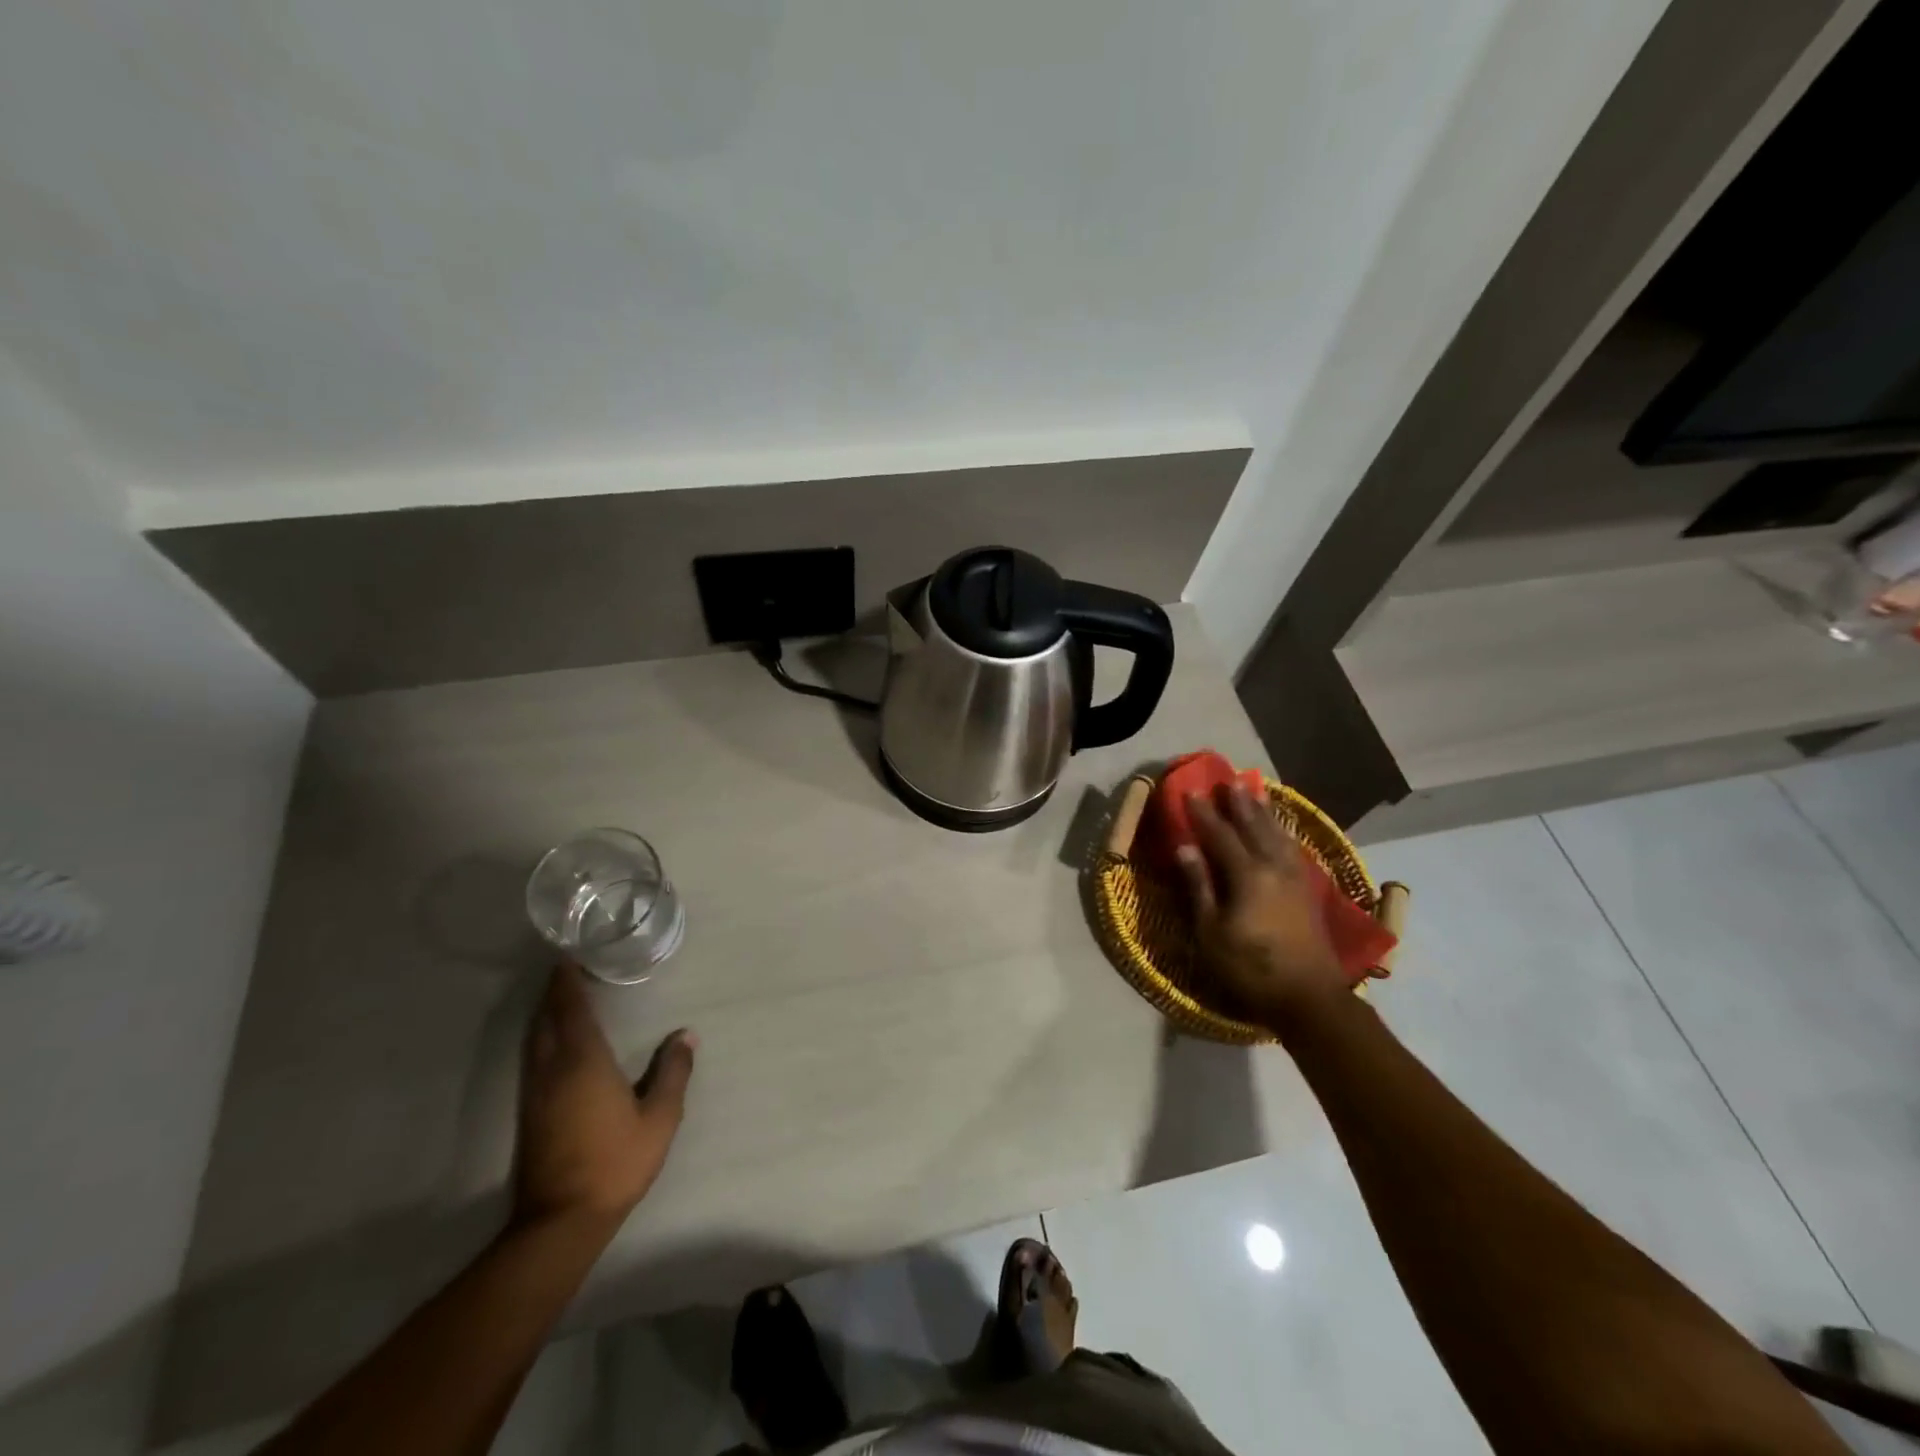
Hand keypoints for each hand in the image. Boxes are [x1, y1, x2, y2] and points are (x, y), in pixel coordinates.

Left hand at [514, 965, 696, 1233]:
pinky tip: (554, 1043)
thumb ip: (672, 1072)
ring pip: (535, 1040)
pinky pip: (533, 1058)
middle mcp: (553, 1069)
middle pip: (546, 1019)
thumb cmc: (615, 1162)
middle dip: (555, 993)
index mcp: (583, 1062)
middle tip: (568, 970)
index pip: (571, 1010)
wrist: (561, 1221)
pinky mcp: (529, 1113)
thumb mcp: (660, 1117)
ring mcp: (536, 1092)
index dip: (568, 983)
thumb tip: (686, 1035)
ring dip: (546, 1015)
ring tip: (562, 999)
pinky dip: (542, 1037)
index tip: (568, 958)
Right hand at [1176, 783, 1346, 1030]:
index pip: (1220, 835)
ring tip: (1256, 791)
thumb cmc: (1250, 968)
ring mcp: (1295, 878)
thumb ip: (1198, 886)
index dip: (1204, 813)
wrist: (1308, 998)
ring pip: (1277, 834)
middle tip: (1229, 779)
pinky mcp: (1307, 891)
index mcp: (1247, 875)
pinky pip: (1292, 849)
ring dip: (1264, 812)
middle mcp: (1273, 867)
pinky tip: (1280, 831)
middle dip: (1239, 803)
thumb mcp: (1211, 931)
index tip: (1191, 791)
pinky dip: (1282, 832)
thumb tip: (1185, 847)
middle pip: (1254, 827)